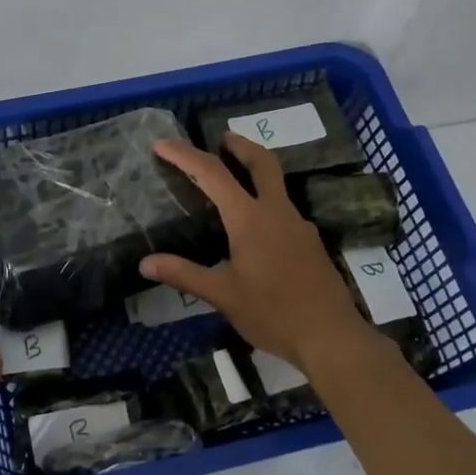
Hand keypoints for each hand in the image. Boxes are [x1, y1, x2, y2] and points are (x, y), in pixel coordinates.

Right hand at [140, 135, 374, 373]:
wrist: (330, 336)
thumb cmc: (272, 313)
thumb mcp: (222, 296)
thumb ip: (184, 274)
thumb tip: (145, 263)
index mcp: (250, 219)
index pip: (213, 175)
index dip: (185, 156)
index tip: (163, 145)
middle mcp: (277, 212)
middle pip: (261, 162)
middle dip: (239, 145)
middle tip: (221, 139)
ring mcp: (299, 225)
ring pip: (277, 184)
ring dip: (255, 171)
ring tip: (233, 180)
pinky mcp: (310, 242)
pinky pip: (284, 209)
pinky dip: (265, 200)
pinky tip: (255, 228)